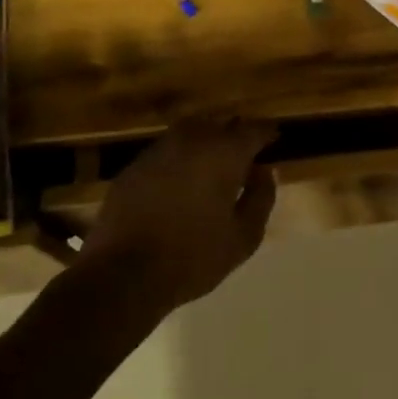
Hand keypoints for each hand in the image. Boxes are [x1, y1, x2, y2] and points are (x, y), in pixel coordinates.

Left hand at [78, 117, 277, 310]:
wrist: (122, 275)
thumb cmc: (193, 257)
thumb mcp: (244, 237)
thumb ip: (261, 198)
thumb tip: (263, 171)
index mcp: (223, 153)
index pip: (253, 130)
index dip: (267, 133)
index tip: (275, 140)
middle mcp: (190, 141)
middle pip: (219, 123)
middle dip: (234, 134)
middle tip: (244, 154)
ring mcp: (157, 151)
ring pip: (189, 132)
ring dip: (205, 142)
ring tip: (213, 166)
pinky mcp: (133, 167)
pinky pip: (165, 151)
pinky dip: (179, 158)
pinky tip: (181, 182)